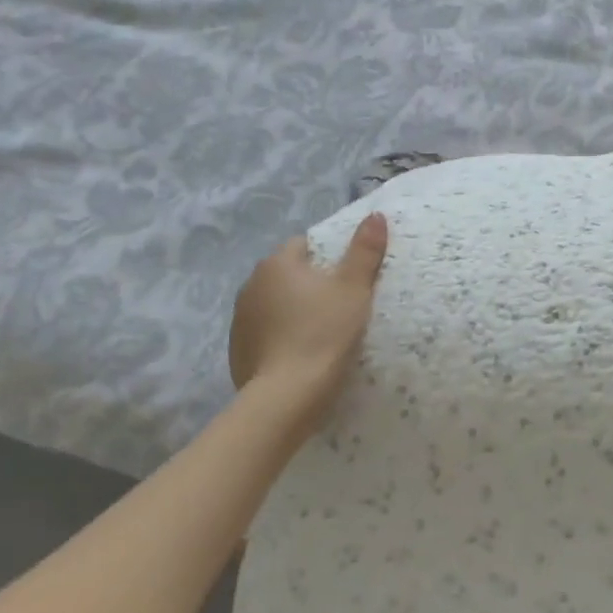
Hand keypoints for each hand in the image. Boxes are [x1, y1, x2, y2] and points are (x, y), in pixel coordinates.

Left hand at [228, 214, 388, 437]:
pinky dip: (281, 336)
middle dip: (310, 283)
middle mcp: (251, 285)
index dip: (328, 256)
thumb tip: (375, 214)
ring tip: (321, 330)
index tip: (347, 276)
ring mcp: (239, 320)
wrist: (286, 397)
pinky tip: (301, 353)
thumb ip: (364, 250)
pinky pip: (265, 332)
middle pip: (288, 274)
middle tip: (341, 302)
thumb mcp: (354, 288)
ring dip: (293, 310)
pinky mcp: (237, 351)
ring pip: (275, 303)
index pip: (303, 244)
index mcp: (276, 264)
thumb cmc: (324, 333)